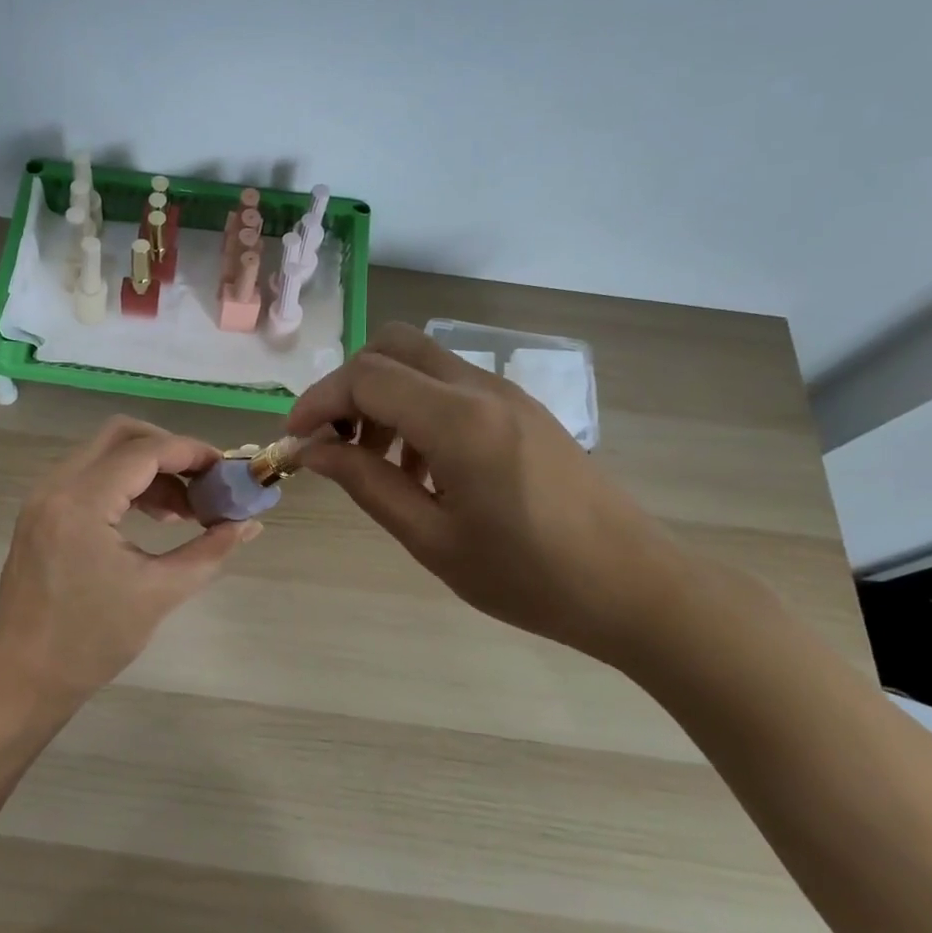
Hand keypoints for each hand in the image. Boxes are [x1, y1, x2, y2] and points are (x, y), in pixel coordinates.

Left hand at [0, 416, 259, 711]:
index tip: (226, 470)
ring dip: (147, 469)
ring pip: (103, 453)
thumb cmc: (92, 641)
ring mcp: (43, 497)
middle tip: (204, 481)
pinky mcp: (41, 512)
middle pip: (120, 435)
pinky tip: (153, 516)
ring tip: (184, 510)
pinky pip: (88, 476)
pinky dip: (124, 484)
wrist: (24, 677)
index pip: (145, 452)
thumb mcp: (159, 593)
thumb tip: (250, 524)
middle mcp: (56, 486)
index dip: (191, 453)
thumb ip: (210, 551)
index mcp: (81, 502)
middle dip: (169, 451)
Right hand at [287, 323, 695, 663]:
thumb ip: (366, 484)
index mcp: (458, 421)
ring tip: (378, 464)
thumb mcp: (432, 539)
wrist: (636, 587)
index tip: (295, 441)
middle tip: (336, 441)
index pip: (365, 377)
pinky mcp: (521, 409)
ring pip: (421, 362)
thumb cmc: (529, 576)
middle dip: (349, 385)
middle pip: (392, 345)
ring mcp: (506, 394)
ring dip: (383, 396)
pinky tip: (422, 469)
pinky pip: (451, 385)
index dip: (318, 401)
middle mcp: (480, 389)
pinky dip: (416, 408)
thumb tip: (313, 450)